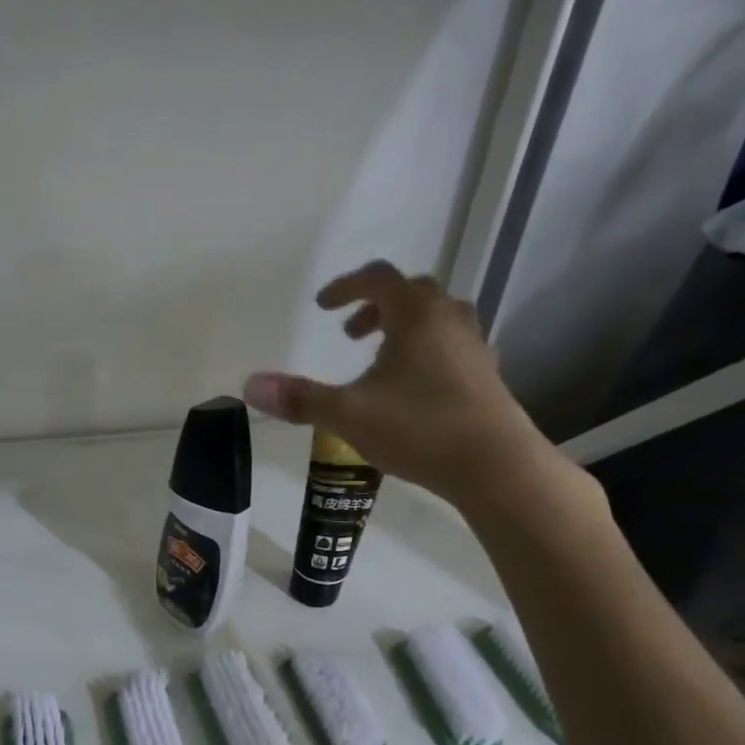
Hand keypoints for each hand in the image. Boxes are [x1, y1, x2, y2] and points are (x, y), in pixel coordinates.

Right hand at [243, 262, 569, 509]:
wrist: (495, 465)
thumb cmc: (419, 428)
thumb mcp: (349, 414)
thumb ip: (300, 398)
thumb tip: (249, 385)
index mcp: (416, 315)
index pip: (378, 278)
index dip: (346, 287)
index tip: (322, 307)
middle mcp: (449, 320)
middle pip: (411, 293)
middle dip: (375, 308)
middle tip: (350, 334)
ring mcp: (474, 347)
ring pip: (436, 320)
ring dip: (403, 329)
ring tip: (380, 361)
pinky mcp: (487, 377)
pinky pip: (452, 347)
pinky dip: (426, 353)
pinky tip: (413, 390)